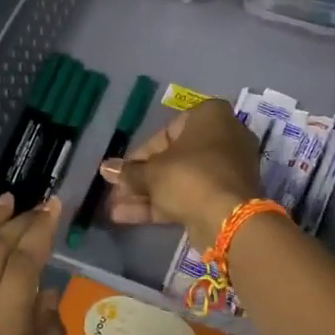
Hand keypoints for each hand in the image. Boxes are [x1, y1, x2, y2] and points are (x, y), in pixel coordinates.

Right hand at [98, 98, 261, 246]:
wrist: (228, 218)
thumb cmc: (189, 176)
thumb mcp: (152, 172)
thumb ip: (128, 171)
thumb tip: (106, 169)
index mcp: (210, 116)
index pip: (167, 132)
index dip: (139, 155)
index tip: (122, 171)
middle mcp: (224, 137)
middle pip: (173, 158)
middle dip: (141, 178)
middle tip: (116, 191)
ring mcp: (227, 169)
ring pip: (180, 179)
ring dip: (147, 194)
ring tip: (115, 208)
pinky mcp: (226, 196)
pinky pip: (191, 195)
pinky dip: (163, 204)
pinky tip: (127, 217)